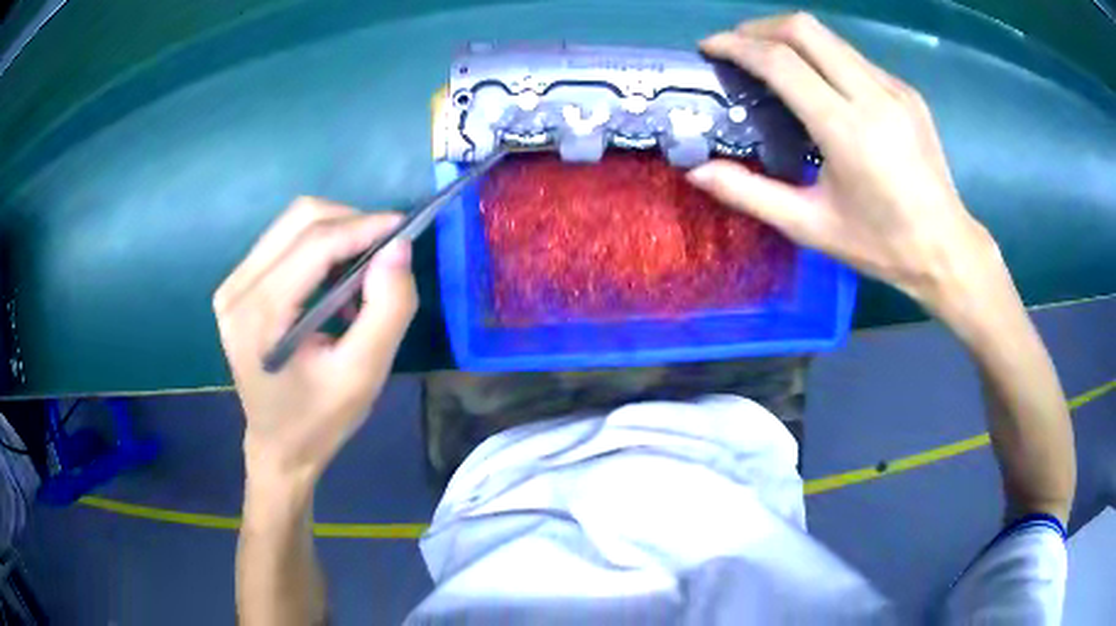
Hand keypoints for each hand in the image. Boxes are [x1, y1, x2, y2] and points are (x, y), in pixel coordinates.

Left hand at [214, 198, 416, 481]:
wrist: (278, 447)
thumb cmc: (321, 419)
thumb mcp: (365, 374)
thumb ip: (387, 309)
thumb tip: (399, 247)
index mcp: (260, 315)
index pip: (316, 243)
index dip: (364, 226)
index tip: (405, 227)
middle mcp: (237, 289)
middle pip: (300, 218)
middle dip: (351, 222)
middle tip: (384, 252)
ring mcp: (232, 285)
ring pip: (291, 223)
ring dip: (335, 232)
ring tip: (360, 272)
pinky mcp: (236, 286)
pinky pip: (282, 241)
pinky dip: (317, 247)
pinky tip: (332, 281)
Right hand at [689, 13, 1004, 315]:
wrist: (946, 248)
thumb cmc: (881, 245)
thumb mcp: (811, 226)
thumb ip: (750, 194)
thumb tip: (696, 171)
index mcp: (846, 130)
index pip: (781, 61)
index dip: (737, 45)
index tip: (711, 48)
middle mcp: (872, 96)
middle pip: (804, 29)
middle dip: (760, 28)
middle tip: (737, 48)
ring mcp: (894, 89)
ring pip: (830, 37)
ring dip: (791, 39)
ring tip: (771, 63)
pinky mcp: (906, 92)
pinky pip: (854, 58)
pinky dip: (824, 58)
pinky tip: (820, 86)